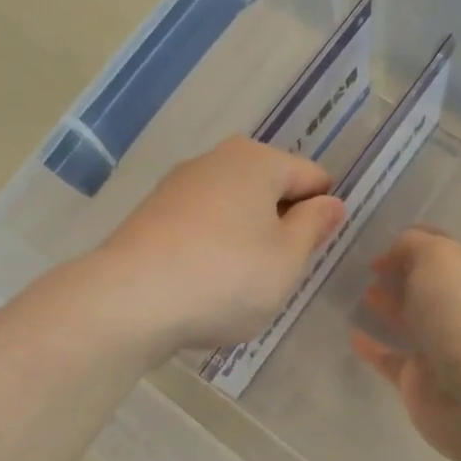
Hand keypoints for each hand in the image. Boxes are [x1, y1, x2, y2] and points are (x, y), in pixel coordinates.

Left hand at [92, 138, 345, 359]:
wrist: (130, 300)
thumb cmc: (226, 278)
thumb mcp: (286, 259)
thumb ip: (313, 227)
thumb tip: (330, 203)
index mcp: (256, 160)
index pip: (312, 177)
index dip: (322, 214)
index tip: (313, 253)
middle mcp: (214, 160)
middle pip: (268, 189)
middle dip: (280, 226)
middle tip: (279, 273)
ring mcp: (176, 187)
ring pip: (232, 209)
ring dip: (245, 239)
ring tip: (239, 285)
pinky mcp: (149, 216)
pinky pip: (199, 227)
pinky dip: (211, 249)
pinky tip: (204, 285)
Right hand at [351, 227, 460, 460]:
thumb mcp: (440, 258)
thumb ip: (414, 245)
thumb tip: (397, 252)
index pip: (442, 250)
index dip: (410, 243)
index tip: (376, 246)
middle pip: (424, 285)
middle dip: (396, 274)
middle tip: (359, 270)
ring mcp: (442, 347)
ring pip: (409, 320)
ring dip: (385, 306)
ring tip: (352, 295)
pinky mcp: (420, 381)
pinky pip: (391, 358)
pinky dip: (373, 347)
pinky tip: (352, 335)